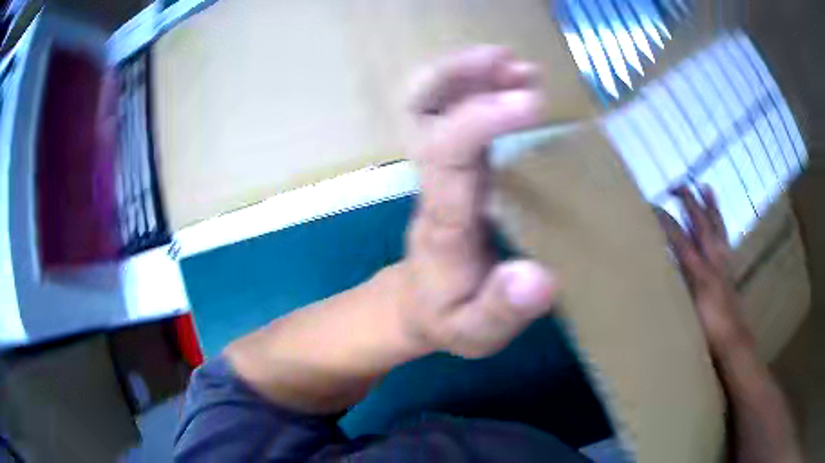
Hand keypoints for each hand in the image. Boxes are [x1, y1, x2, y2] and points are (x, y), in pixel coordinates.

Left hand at [398, 46, 557, 358]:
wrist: (417, 307)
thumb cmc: (447, 317)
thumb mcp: (475, 332)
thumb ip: (501, 310)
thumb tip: (536, 279)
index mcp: (444, 221)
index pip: (450, 155)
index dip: (482, 119)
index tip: (530, 100)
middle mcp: (435, 183)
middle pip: (421, 112)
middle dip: (457, 76)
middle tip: (507, 61)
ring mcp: (440, 170)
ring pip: (431, 105)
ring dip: (468, 73)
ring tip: (514, 63)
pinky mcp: (452, 168)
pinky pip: (453, 116)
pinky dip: (476, 89)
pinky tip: (510, 83)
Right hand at [656, 186, 752, 355]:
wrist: (732, 339)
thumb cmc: (707, 330)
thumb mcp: (688, 311)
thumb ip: (677, 287)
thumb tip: (661, 267)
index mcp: (700, 271)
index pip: (680, 240)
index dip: (666, 222)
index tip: (651, 207)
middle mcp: (713, 260)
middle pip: (701, 224)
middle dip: (689, 202)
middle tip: (677, 185)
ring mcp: (723, 262)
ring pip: (717, 227)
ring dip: (710, 206)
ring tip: (706, 187)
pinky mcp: (729, 268)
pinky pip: (724, 238)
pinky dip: (720, 224)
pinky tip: (718, 220)